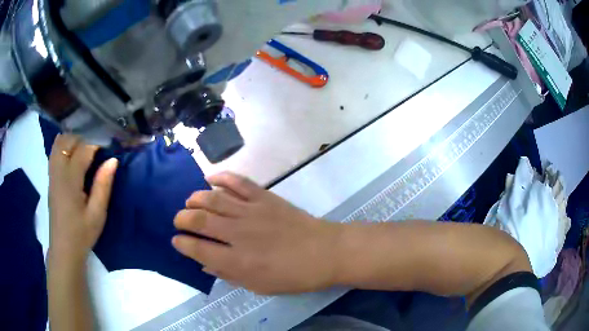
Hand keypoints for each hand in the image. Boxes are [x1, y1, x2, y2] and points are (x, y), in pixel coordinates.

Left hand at [48, 134, 117, 264]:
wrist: (64, 249)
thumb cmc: (82, 233)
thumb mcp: (97, 214)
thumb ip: (103, 185)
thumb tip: (113, 160)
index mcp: (70, 180)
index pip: (83, 150)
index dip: (97, 144)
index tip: (108, 146)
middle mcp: (58, 171)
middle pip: (68, 140)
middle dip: (83, 138)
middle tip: (96, 149)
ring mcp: (52, 174)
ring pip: (59, 143)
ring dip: (72, 140)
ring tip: (84, 149)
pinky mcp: (50, 179)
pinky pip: (54, 152)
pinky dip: (63, 146)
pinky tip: (71, 154)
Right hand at [172, 172, 341, 294]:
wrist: (325, 252)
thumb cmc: (293, 276)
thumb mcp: (259, 286)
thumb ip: (229, 275)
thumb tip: (204, 263)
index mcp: (237, 261)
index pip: (198, 249)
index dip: (182, 243)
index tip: (176, 240)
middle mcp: (239, 233)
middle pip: (199, 220)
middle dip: (182, 218)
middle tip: (178, 220)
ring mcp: (251, 211)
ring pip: (214, 199)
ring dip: (195, 198)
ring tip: (189, 202)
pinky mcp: (265, 197)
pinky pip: (238, 182)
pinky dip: (222, 177)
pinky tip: (210, 179)